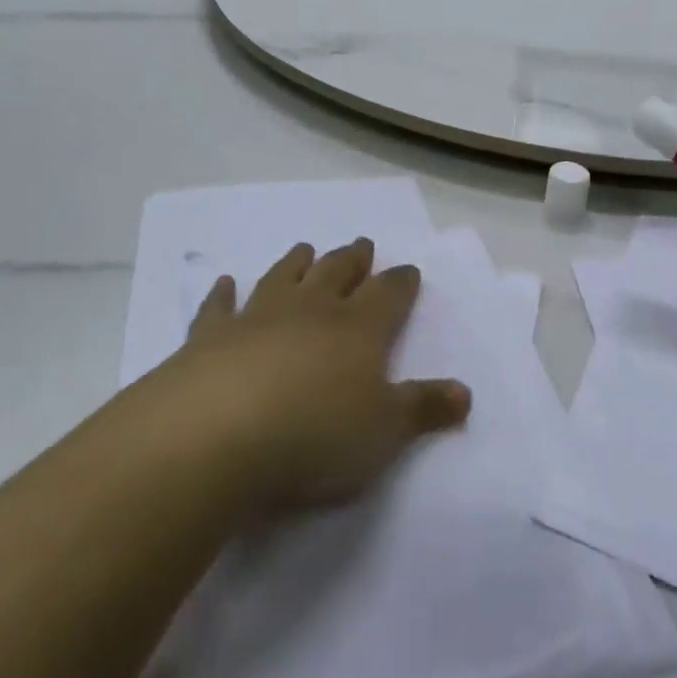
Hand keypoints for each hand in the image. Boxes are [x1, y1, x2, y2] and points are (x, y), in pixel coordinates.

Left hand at [171, 239, 471, 515]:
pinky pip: (219, 307)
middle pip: (337, 273)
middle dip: (353, 259)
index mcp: (358, 328)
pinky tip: (224, 283)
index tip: (409, 270)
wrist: (217, 432)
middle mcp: (311, 309)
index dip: (401, 282)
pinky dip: (222, 294)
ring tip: (306, 247)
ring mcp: (258, 316)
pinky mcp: (211, 335)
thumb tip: (465, 393)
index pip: (388, 294)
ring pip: (284, 277)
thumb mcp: (383, 432)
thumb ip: (423, 408)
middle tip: (362, 243)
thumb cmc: (314, 434)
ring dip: (297, 262)